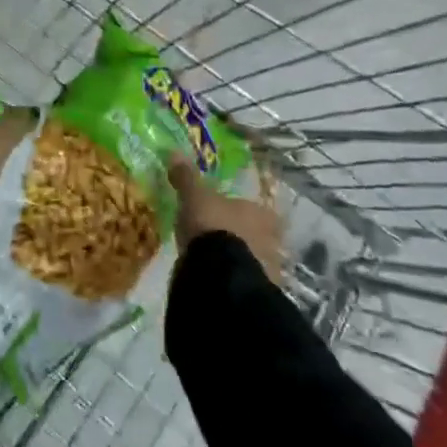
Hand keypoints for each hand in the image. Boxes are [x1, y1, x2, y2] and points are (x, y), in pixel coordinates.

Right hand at [167, 159, 282, 279]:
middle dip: (242, 238)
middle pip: (258, 236)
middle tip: (220, 241)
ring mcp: (269, 270)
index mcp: (261, 213)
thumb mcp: (194, 197)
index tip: (226, 217)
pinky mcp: (259, 294)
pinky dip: (235, 281)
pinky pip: (246, 282)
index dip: (242, 213)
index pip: (257, 210)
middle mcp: (272, 239)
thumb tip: (175, 152)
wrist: (220, 277)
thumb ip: (187, 178)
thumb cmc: (213, 227)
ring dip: (240, 261)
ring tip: (216, 264)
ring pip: (254, 260)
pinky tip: (219, 283)